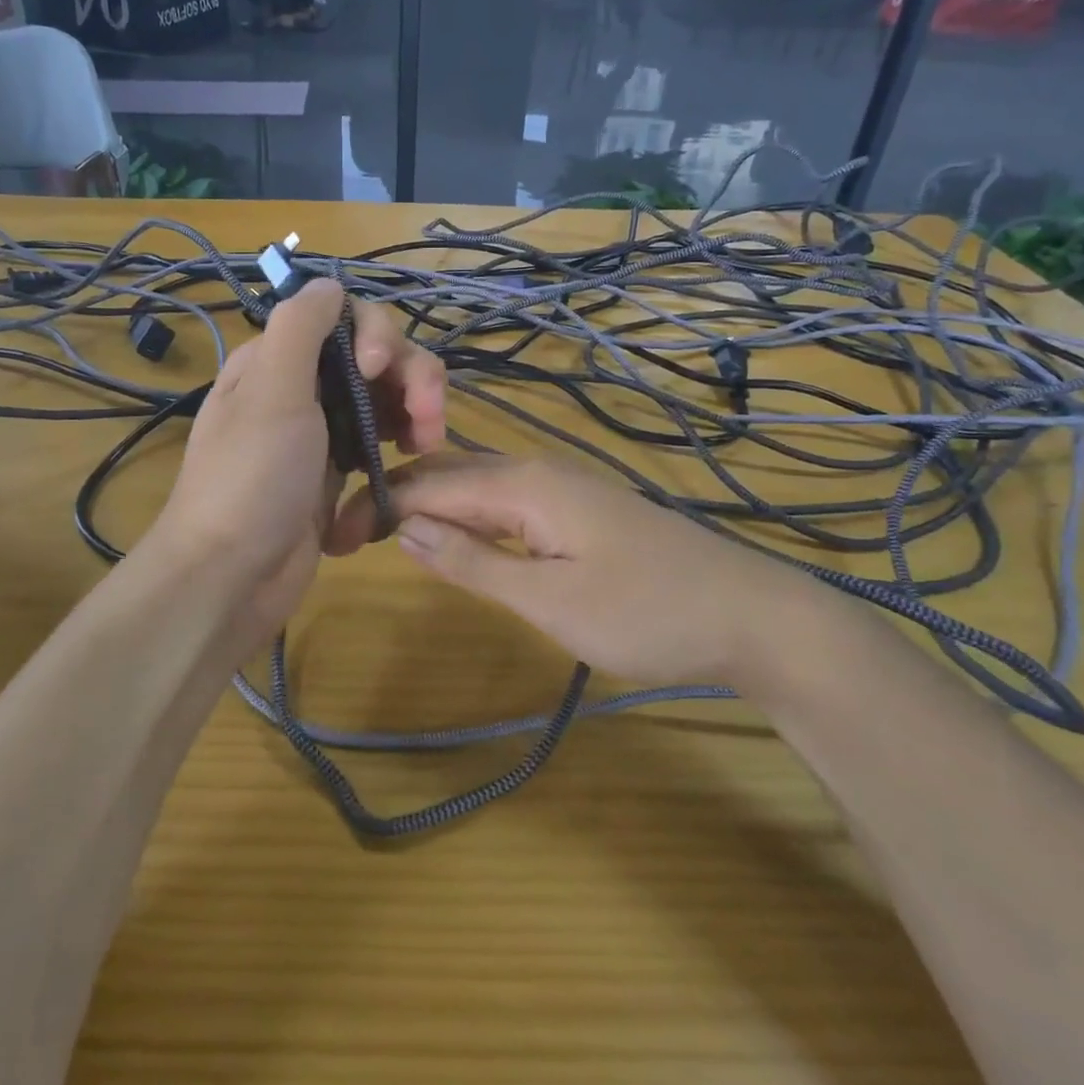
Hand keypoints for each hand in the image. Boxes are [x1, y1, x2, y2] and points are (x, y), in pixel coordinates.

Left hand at [149, 278, 444, 644]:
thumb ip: (300, 327)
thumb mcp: (270, 391)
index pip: (344, 317)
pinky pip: (382, 438)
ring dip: (416, 407)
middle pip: (375, 356)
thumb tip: (328, 282)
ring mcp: (322, 430)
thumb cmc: (250, 479)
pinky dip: (403, 440)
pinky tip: (415, 457)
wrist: (231, 578)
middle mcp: (301, 387)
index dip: (376, 333)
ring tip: (427, 442)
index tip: (379, 368)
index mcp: (277, 360)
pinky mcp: (338, 470)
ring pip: (385, 396)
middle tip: (428, 418)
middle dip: (410, 376)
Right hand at [332, 454, 822, 685]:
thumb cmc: (645, 612)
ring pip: (476, 484)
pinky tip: (454, 537)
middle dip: (397, 499)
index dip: (378, 505)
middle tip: (349, 536)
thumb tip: (405, 531)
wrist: (749, 614)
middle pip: (449, 473)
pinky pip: (504, 501)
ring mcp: (560, 486)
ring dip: (429, 507)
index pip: (429, 483)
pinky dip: (466, 516)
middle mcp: (536, 470)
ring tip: (385, 535)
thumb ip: (473, 563)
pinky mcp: (577, 508)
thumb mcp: (550, 600)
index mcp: (523, 484)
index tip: (333, 534)